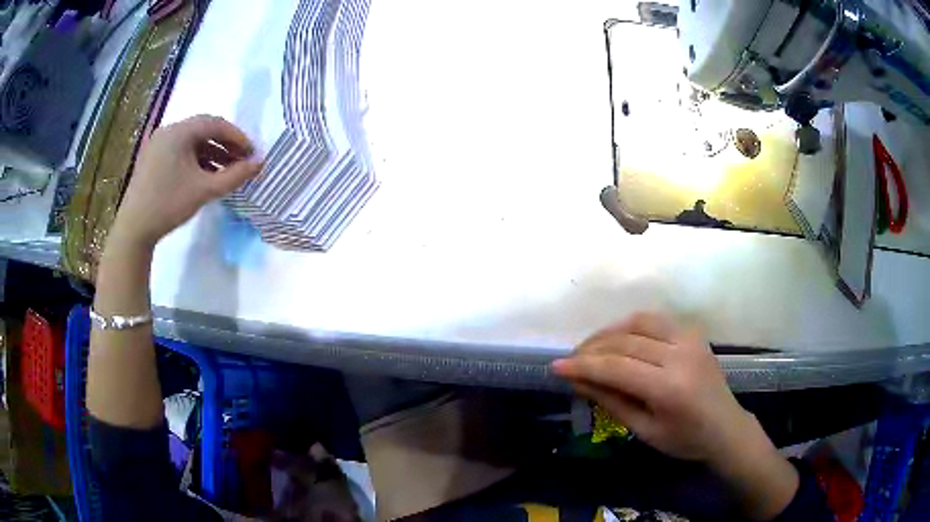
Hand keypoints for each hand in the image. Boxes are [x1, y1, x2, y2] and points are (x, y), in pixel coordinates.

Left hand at [110, 114, 261, 249]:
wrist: (134, 229)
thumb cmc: (169, 205)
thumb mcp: (204, 190)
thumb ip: (234, 175)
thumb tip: (260, 163)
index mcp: (180, 131)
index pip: (216, 124)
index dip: (237, 137)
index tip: (252, 153)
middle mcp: (168, 130)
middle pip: (203, 130)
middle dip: (225, 144)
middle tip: (241, 160)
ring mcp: (158, 144)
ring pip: (191, 141)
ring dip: (211, 152)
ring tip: (226, 170)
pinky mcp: (152, 158)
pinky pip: (180, 150)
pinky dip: (195, 158)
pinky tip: (204, 174)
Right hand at [553, 313, 799, 520]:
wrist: (726, 427)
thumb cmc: (684, 439)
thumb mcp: (644, 429)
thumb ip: (611, 401)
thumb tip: (577, 380)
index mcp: (669, 386)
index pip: (616, 367)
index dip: (583, 365)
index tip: (556, 366)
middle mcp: (680, 354)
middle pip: (624, 341)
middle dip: (591, 349)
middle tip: (569, 359)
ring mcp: (689, 338)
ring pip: (638, 322)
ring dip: (608, 332)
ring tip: (589, 347)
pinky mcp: (693, 331)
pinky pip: (654, 319)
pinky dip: (630, 325)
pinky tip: (617, 338)